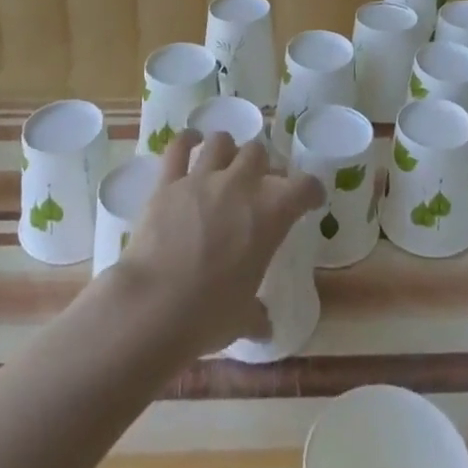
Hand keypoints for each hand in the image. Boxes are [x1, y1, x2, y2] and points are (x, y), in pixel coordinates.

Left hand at [111, 130, 324, 359]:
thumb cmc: (210, 314)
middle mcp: (241, 185)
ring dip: (227, 148)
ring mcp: (202, 179)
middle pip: (259, 153)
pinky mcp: (169, 182)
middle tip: (259, 182)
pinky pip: (179, 148)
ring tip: (226, 159)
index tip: (310, 198)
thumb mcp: (244, 318)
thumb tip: (264, 326)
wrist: (155, 305)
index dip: (311, 190)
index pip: (305, 186)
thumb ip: (257, 315)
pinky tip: (190, 141)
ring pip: (222, 142)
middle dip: (262, 165)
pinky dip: (186, 141)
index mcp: (271, 214)